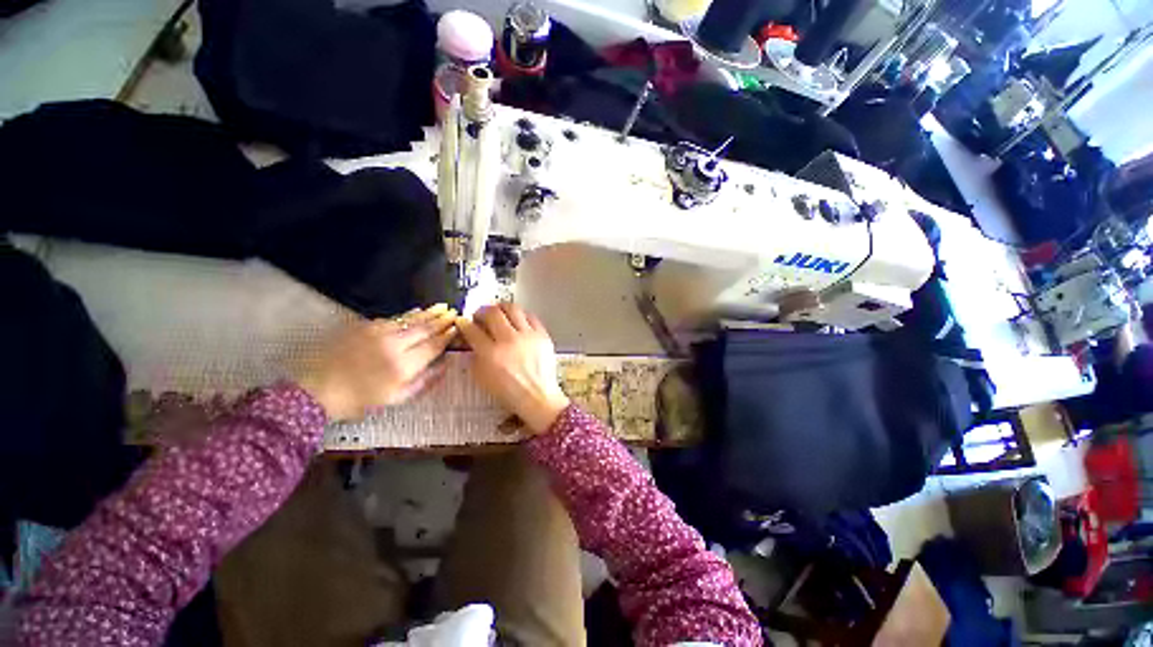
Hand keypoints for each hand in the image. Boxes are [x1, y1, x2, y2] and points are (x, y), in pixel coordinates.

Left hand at [296, 305, 456, 420]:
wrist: (317, 390)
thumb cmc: (360, 400)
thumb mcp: (398, 398)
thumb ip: (426, 381)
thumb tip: (445, 364)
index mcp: (404, 366)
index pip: (433, 345)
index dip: (447, 336)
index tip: (457, 328)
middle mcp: (394, 345)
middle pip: (425, 329)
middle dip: (442, 320)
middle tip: (454, 313)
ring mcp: (378, 333)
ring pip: (411, 320)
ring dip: (429, 313)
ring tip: (443, 307)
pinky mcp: (365, 326)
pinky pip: (394, 318)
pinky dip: (409, 315)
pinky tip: (418, 311)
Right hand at [457, 303, 569, 434]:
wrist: (538, 397)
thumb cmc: (510, 392)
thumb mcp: (483, 379)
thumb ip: (475, 357)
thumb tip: (472, 341)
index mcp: (492, 354)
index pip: (473, 330)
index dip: (464, 323)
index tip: (463, 321)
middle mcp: (509, 341)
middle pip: (492, 312)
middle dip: (482, 311)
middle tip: (480, 315)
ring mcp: (528, 336)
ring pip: (512, 308)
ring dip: (501, 308)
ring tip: (499, 313)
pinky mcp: (542, 335)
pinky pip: (530, 316)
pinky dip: (521, 315)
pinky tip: (517, 320)